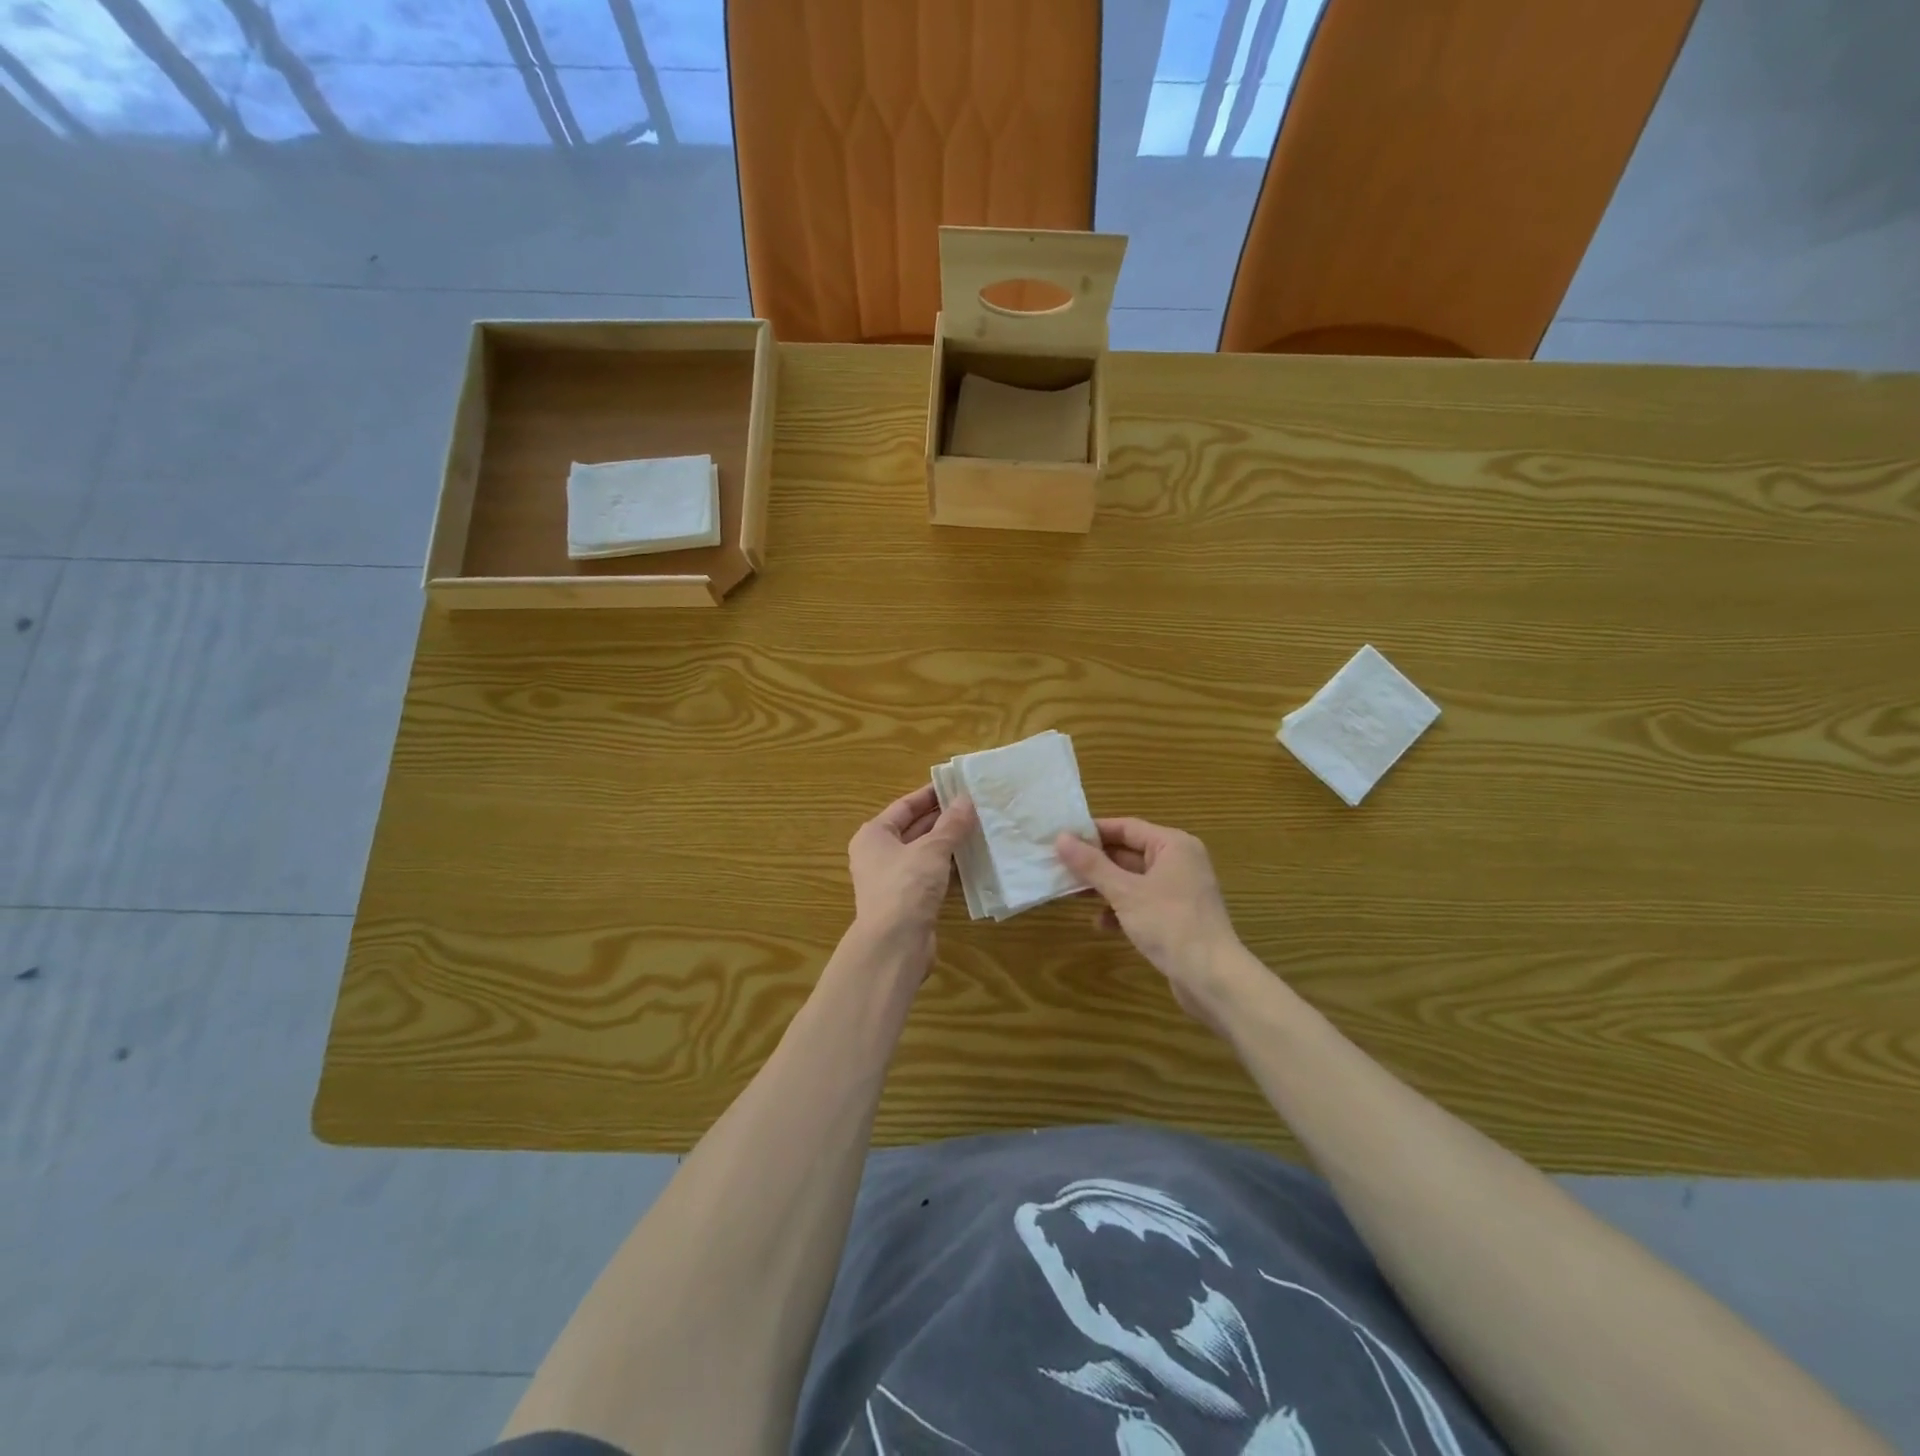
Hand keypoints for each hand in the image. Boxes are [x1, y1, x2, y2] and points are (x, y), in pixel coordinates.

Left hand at [847, 784, 976, 959]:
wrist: (894, 945)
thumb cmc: (906, 886)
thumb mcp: (932, 849)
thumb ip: (951, 824)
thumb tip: (966, 799)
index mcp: (874, 835)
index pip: (904, 806)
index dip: (931, 795)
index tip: (957, 785)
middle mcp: (878, 855)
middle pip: (914, 829)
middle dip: (943, 819)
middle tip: (975, 806)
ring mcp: (892, 880)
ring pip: (924, 854)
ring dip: (948, 844)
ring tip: (979, 830)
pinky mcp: (907, 902)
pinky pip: (930, 876)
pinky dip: (948, 868)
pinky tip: (973, 862)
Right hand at [1055, 819, 1252, 1028]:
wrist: (1212, 978)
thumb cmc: (1169, 924)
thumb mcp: (1124, 892)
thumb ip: (1091, 865)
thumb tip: (1060, 838)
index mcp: (1172, 845)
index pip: (1126, 827)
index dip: (1092, 832)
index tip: (1061, 838)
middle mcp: (1179, 861)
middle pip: (1128, 853)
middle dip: (1095, 863)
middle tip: (1060, 866)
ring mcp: (1179, 890)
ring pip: (1133, 880)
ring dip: (1104, 887)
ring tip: (1072, 894)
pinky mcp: (1176, 916)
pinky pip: (1142, 902)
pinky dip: (1121, 909)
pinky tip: (1101, 924)